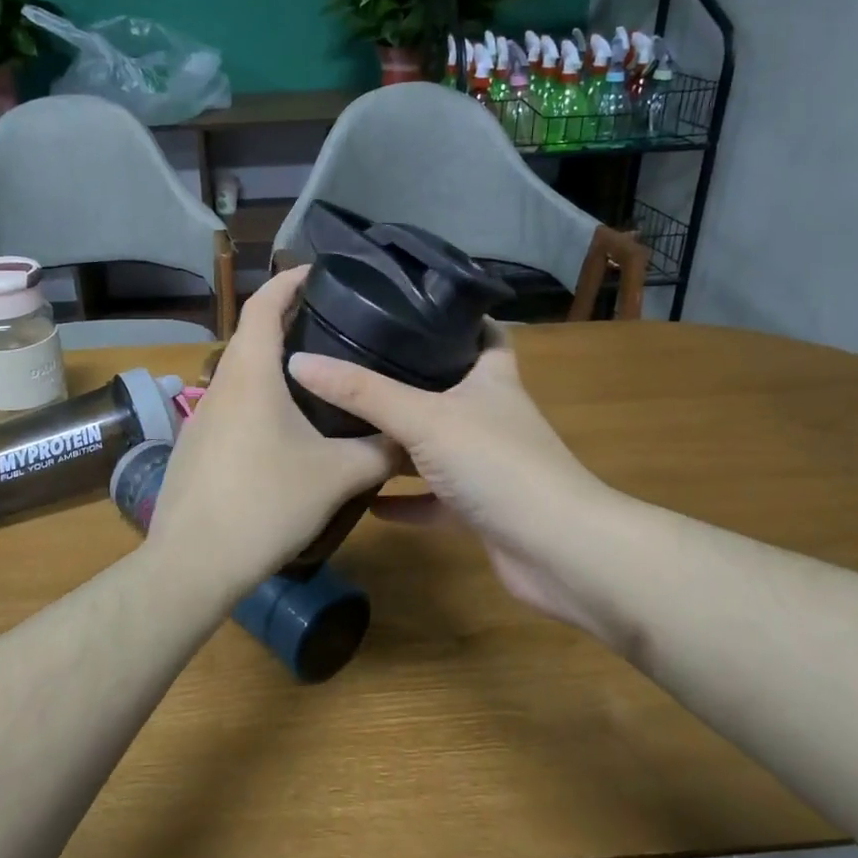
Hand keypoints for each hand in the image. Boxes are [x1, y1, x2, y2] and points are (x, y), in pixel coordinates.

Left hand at [147, 268, 394, 598]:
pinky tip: (285, 430)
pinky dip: (259, 399)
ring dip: (273, 365)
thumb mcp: (337, 476)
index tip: (320, 273)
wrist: (194, 563)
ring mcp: (201, 418)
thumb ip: (380, 451)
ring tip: (319, 376)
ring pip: (241, 375)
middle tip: (335, 326)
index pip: (264, 305)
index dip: (290, 281)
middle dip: (288, 322)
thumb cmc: (266, 503)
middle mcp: (219, 385)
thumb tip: (410, 437)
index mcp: (250, 373)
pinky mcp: (196, 448)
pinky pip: (232, 407)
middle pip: (251, 336)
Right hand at [287, 325, 607, 625]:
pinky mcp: (479, 508)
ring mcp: (487, 465)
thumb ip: (363, 392)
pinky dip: (402, 500)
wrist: (557, 551)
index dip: (451, 317)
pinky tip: (364, 501)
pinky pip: (432, 498)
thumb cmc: (497, 464)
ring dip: (398, 443)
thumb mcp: (424, 418)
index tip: (405, 306)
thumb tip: (299, 361)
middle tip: (352, 364)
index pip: (481, 333)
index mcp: (491, 379)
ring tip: (345, 427)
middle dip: (406, 380)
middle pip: (448, 389)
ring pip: (435, 445)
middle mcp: (491, 416)